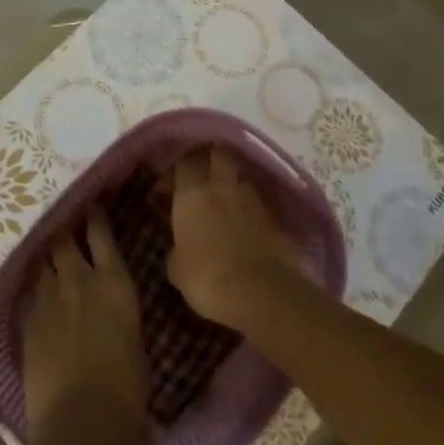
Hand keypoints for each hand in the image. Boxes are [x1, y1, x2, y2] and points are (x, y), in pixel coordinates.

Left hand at [20, 211, 147, 444]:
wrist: (81, 420)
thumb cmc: (126, 386)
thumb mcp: (133, 339)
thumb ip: (118, 314)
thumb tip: (112, 314)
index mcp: (114, 281)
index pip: (100, 234)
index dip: (94, 218)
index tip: (90, 209)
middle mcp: (79, 280)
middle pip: (63, 241)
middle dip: (63, 235)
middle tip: (65, 234)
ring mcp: (49, 300)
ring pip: (43, 266)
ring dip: (48, 263)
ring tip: (49, 264)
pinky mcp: (27, 324)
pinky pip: (30, 296)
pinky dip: (35, 293)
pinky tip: (37, 300)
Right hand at [167, 147, 306, 328]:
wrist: (260, 291)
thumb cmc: (207, 277)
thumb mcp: (177, 268)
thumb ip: (177, 247)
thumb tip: (181, 246)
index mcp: (192, 193)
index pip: (185, 161)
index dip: (178, 167)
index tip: (171, 183)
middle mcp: (222, 186)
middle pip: (217, 153)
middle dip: (209, 158)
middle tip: (201, 174)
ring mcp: (251, 198)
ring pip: (240, 174)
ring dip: (231, 181)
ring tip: (224, 198)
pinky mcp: (272, 215)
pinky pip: (256, 200)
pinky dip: (248, 204)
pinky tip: (243, 221)